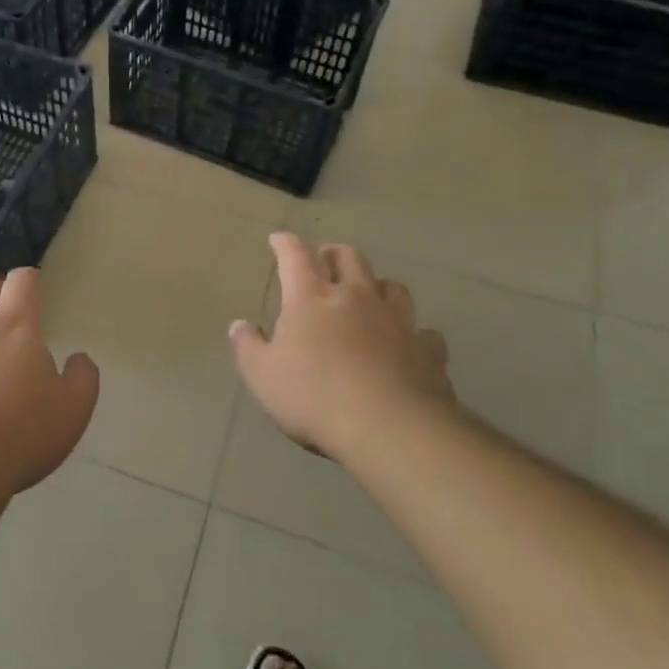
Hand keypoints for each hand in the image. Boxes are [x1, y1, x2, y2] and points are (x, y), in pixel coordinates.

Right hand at [230, 233, 454, 462]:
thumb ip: (248, 346)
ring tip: (369, 297)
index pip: (295, 256)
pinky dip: (413, 334)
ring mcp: (397, 320)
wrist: (389, 428)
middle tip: (324, 263)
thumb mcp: (261, 376)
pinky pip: (424, 332)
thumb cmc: (313, 397)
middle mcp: (356, 297)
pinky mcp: (427, 349)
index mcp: (311, 297)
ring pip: (392, 286)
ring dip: (377, 286)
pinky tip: (407, 345)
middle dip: (333, 254)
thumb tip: (241, 325)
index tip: (279, 240)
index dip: (285, 244)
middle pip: (349, 257)